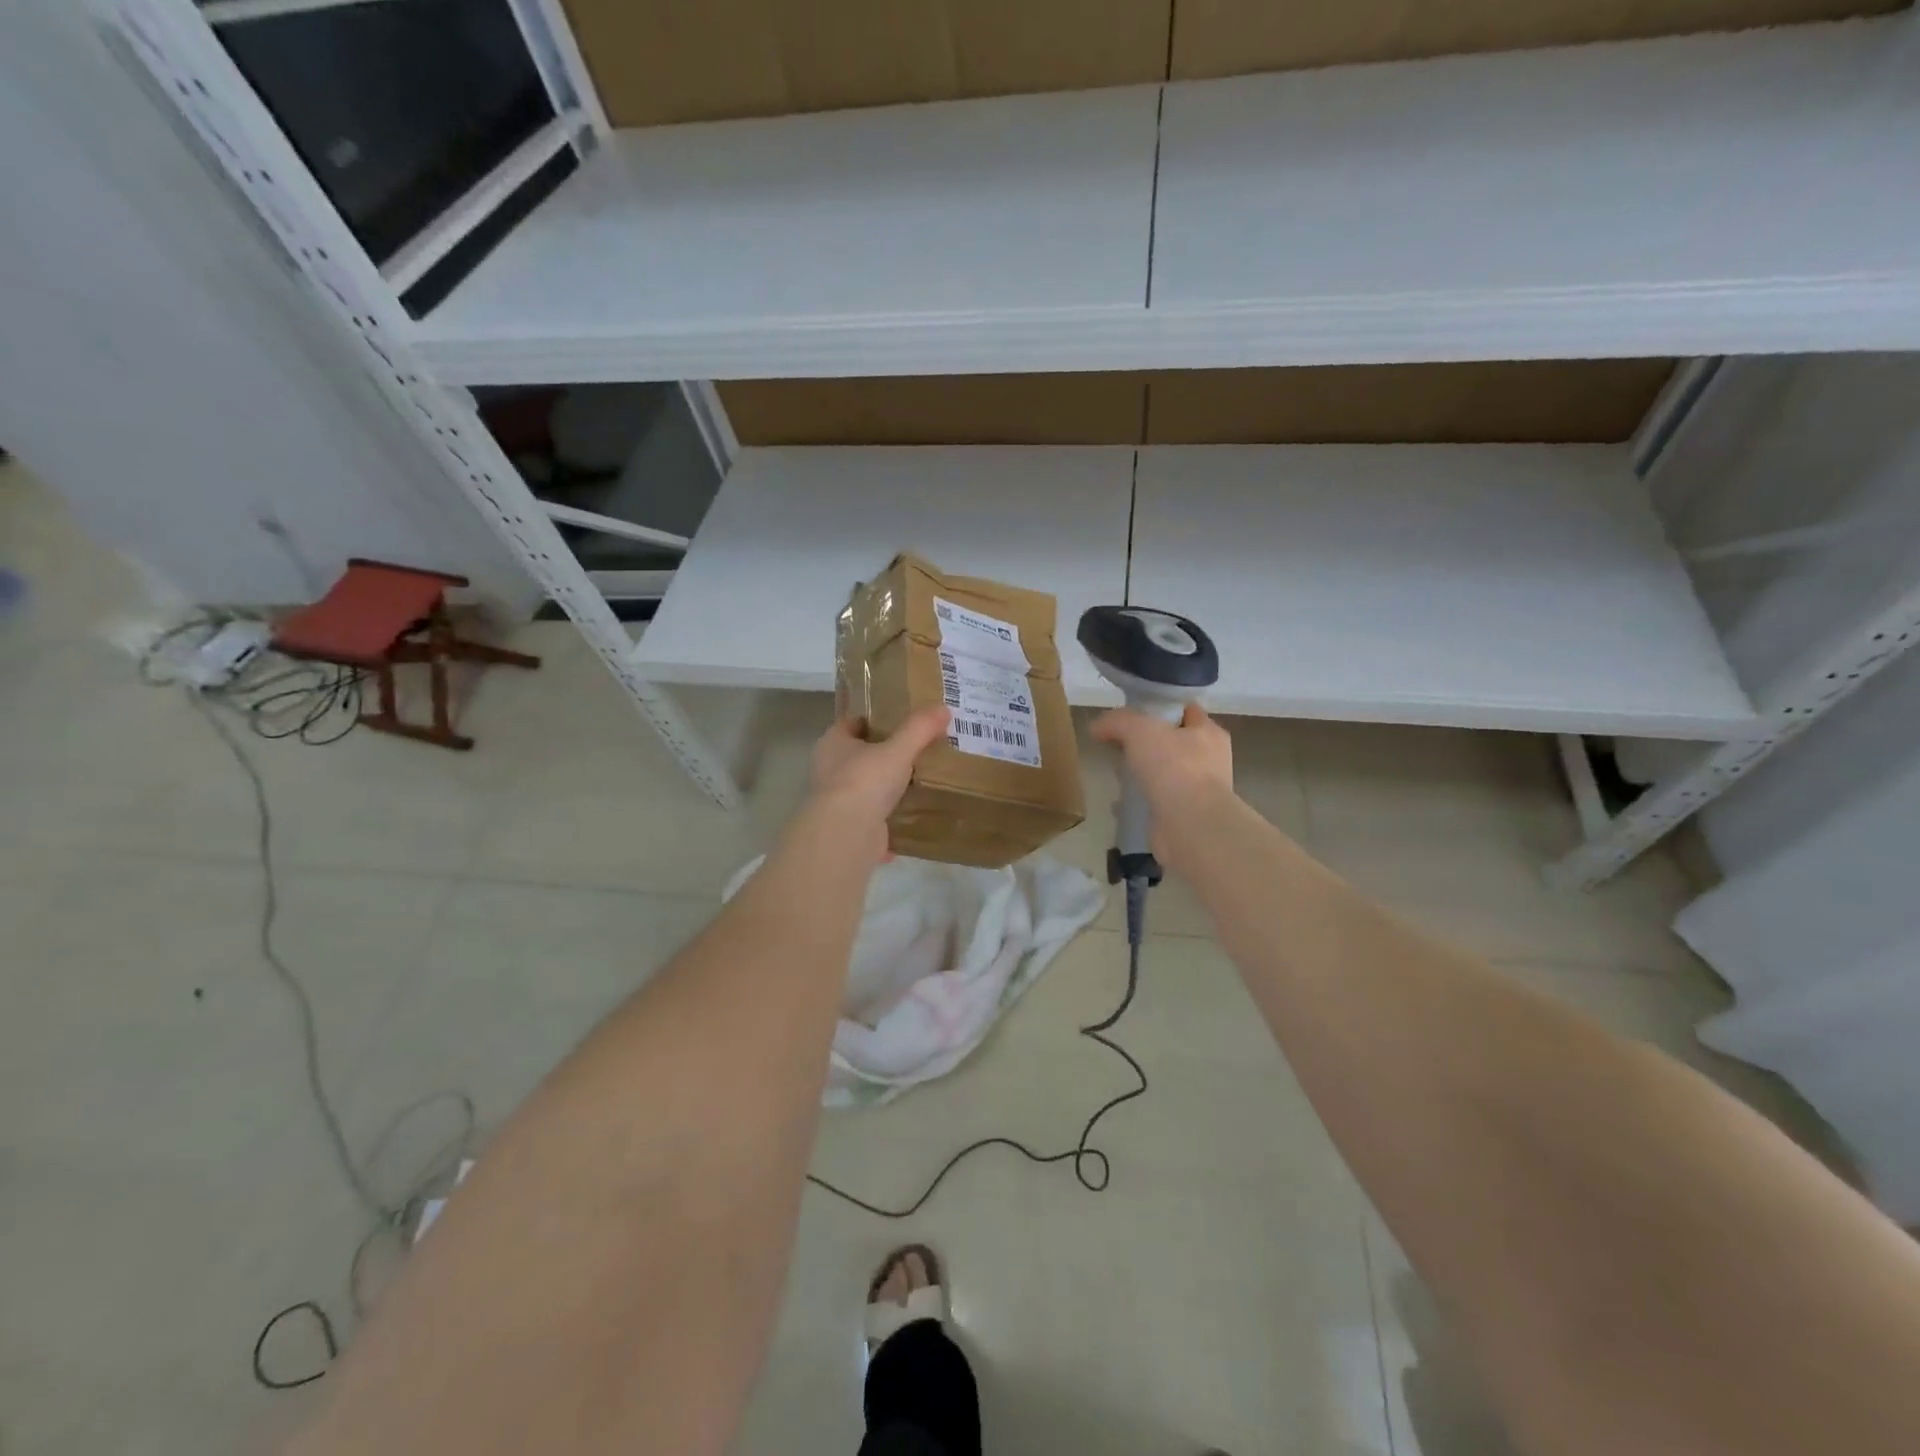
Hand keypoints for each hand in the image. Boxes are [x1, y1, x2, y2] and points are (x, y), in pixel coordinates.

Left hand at [806, 707, 950, 861]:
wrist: (847, 835)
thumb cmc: (865, 781)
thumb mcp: (898, 750)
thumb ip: (920, 729)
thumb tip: (943, 708)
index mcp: (832, 744)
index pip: (853, 722)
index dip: (876, 718)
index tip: (903, 718)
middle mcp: (830, 770)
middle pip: (861, 755)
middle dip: (886, 753)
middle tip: (919, 748)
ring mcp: (838, 801)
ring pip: (868, 787)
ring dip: (888, 787)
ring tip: (921, 779)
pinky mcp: (850, 828)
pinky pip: (875, 817)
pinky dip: (891, 817)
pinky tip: (914, 814)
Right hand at [1089, 703, 1234, 869]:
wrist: (1190, 826)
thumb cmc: (1174, 768)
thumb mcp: (1140, 730)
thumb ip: (1117, 722)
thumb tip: (1097, 727)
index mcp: (1208, 733)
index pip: (1185, 710)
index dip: (1159, 707)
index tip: (1131, 712)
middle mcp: (1209, 760)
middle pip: (1172, 742)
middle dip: (1145, 743)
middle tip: (1117, 744)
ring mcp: (1198, 791)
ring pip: (1164, 773)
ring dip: (1142, 773)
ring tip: (1116, 773)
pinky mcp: (1183, 816)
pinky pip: (1157, 801)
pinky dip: (1139, 800)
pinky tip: (1120, 802)